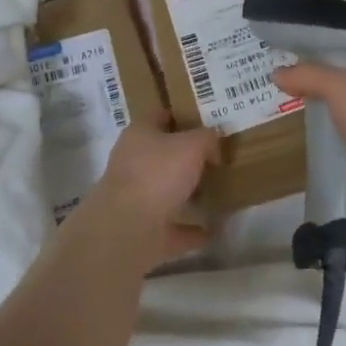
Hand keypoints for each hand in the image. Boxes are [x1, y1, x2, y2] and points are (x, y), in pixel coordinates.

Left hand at [74, 113, 220, 264]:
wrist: (127, 229)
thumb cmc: (158, 174)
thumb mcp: (191, 146)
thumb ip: (206, 138)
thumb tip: (213, 140)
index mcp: (139, 134)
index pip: (159, 115)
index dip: (181, 114)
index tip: (205, 120)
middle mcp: (133, 163)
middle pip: (163, 154)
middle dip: (187, 157)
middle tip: (217, 156)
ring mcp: (136, 198)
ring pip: (167, 191)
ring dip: (188, 193)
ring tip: (218, 191)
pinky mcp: (144, 230)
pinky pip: (174, 227)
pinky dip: (191, 229)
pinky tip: (213, 230)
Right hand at [273, 65, 345, 233]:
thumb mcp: (341, 87)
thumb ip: (309, 76)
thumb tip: (275, 73)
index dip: (329, 64)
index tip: (300, 67)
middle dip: (324, 97)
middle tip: (290, 95)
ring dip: (327, 127)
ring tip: (294, 122)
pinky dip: (330, 154)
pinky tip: (309, 152)